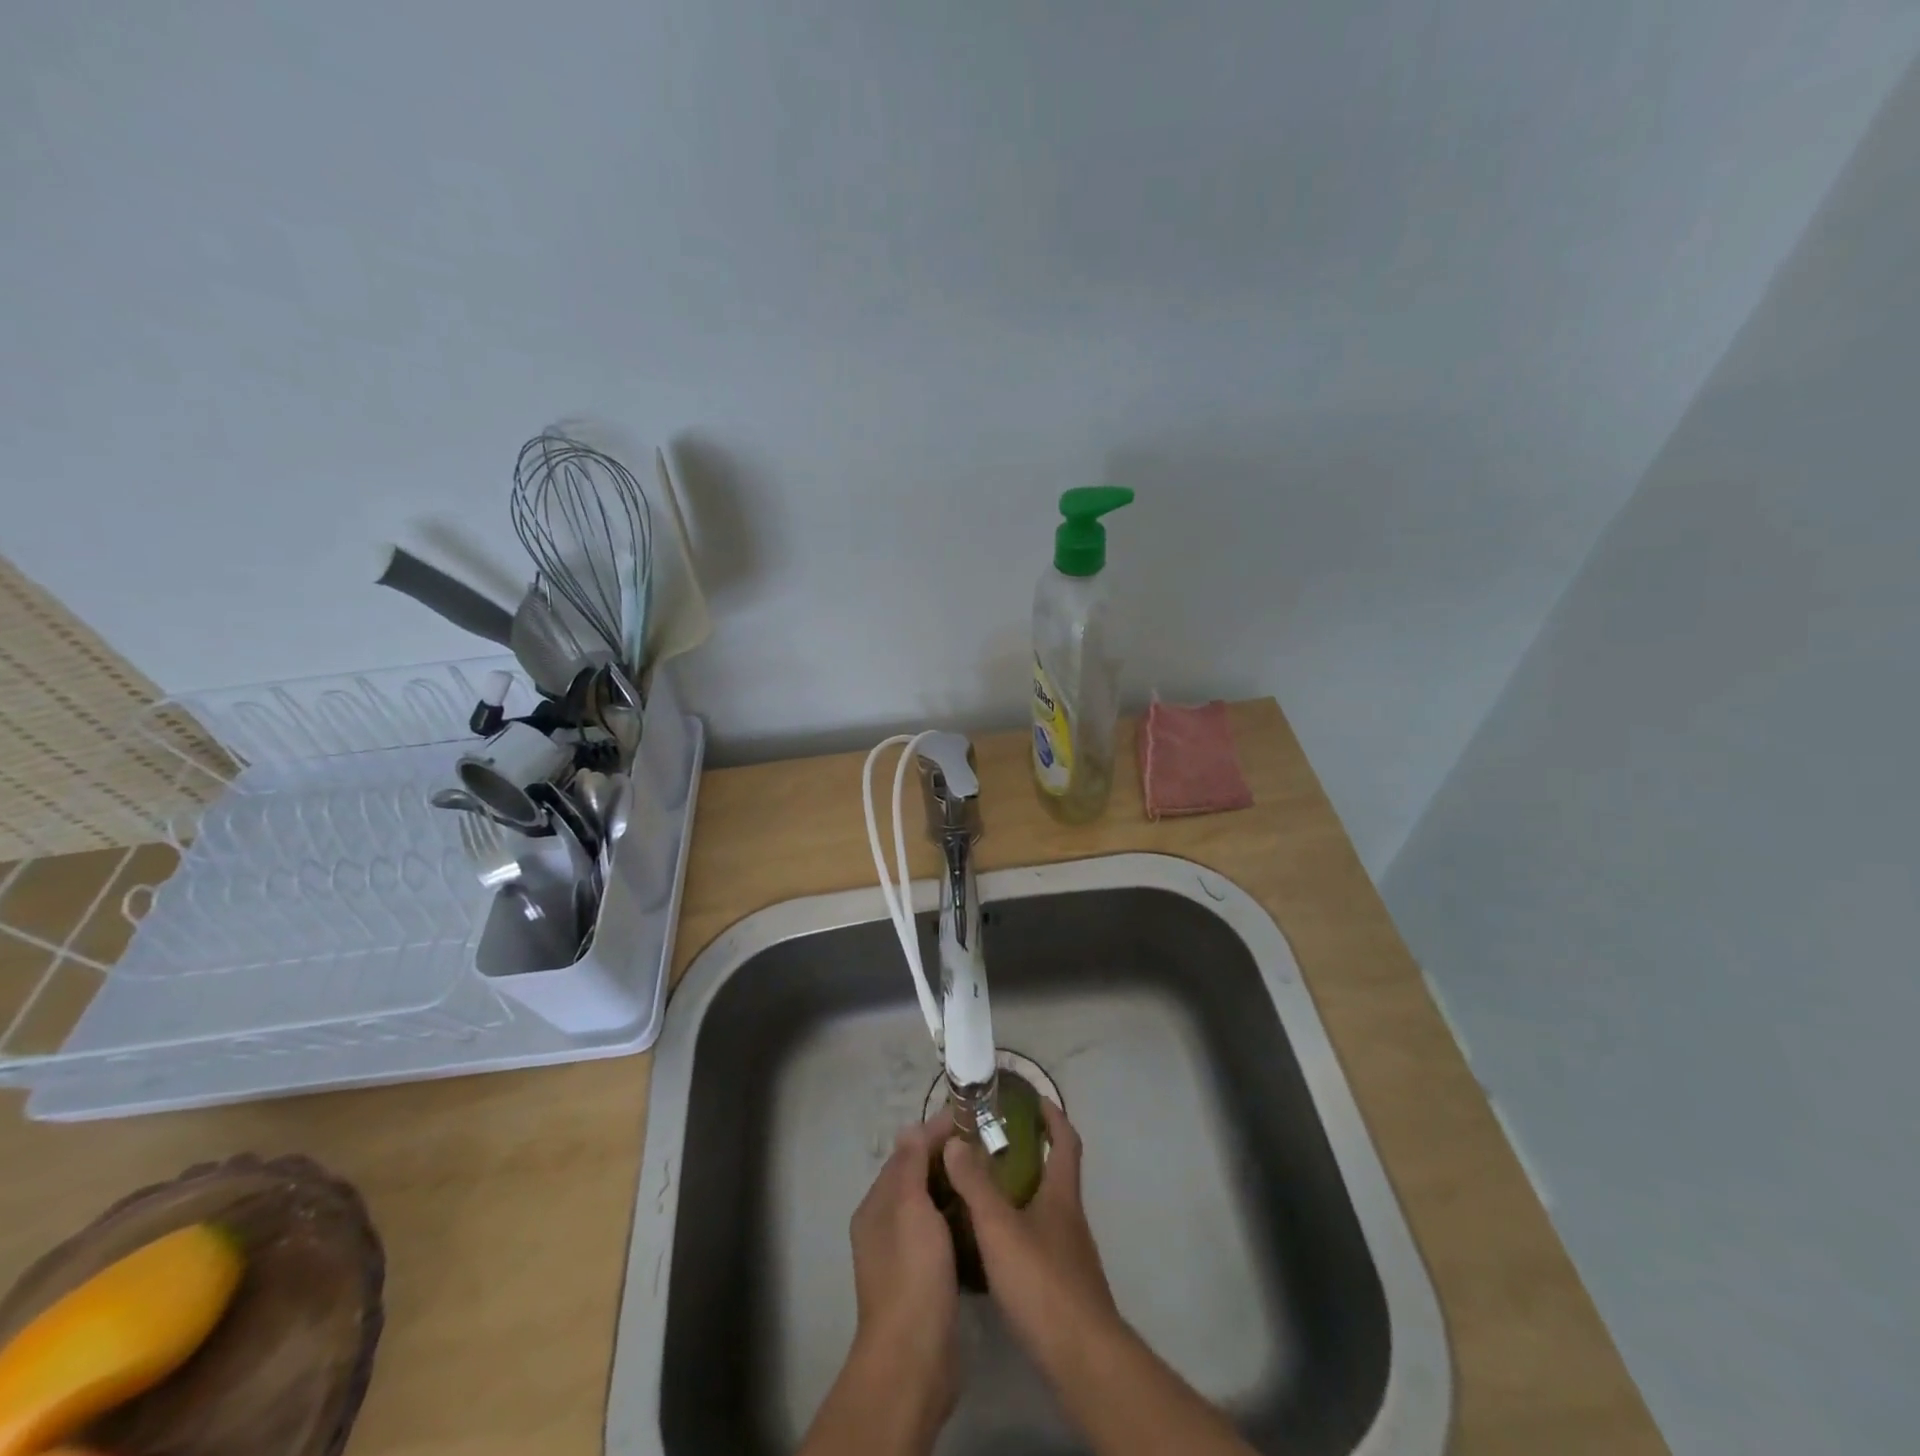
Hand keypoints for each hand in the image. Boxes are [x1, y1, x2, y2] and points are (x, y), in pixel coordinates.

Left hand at [846, 1117, 961, 1417]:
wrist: (914, 1360)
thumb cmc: (912, 1274)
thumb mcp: (910, 1208)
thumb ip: (911, 1166)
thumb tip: (911, 1127)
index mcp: (877, 1206)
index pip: (907, 1154)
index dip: (935, 1133)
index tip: (971, 1118)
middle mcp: (886, 1226)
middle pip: (919, 1179)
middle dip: (948, 1160)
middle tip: (989, 1146)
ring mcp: (906, 1256)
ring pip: (933, 1208)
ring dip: (956, 1190)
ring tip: (992, 1175)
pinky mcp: (927, 1281)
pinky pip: (943, 1236)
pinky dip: (960, 1221)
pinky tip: (985, 1218)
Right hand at [940, 1098, 1119, 1362]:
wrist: (1082, 1360)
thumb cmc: (1043, 1283)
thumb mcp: (1000, 1228)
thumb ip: (976, 1184)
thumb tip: (955, 1140)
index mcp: (1061, 1195)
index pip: (1066, 1140)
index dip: (1053, 1115)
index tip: (1033, 1098)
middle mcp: (1069, 1218)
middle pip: (1054, 1173)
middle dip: (1028, 1153)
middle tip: (989, 1145)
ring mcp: (1069, 1254)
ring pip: (1043, 1209)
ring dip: (1019, 1193)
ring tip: (980, 1190)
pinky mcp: (1062, 1287)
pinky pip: (1037, 1241)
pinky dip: (1016, 1230)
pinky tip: (990, 1246)